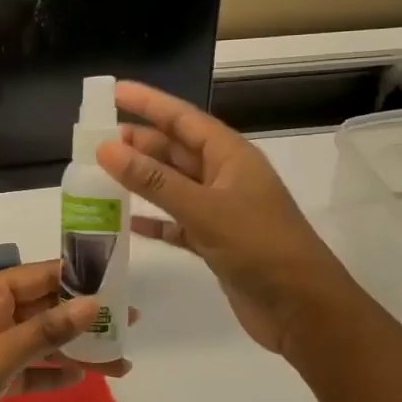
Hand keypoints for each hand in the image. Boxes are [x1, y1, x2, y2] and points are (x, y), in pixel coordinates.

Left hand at [0, 262, 131, 401]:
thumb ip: (47, 331)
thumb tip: (94, 304)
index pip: (40, 276)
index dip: (77, 277)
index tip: (117, 280)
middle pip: (45, 309)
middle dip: (84, 316)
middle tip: (130, 322)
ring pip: (42, 342)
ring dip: (76, 349)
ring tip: (120, 361)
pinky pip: (31, 371)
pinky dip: (54, 374)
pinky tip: (83, 379)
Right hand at [98, 80, 353, 359]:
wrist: (304, 310)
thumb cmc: (259, 247)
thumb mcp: (204, 209)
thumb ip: (154, 181)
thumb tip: (107, 148)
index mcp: (231, 156)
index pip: (183, 119)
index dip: (149, 103)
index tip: (114, 91)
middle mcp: (225, 177)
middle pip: (176, 150)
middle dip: (140, 142)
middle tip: (97, 140)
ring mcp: (221, 211)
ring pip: (173, 186)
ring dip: (142, 180)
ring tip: (103, 173)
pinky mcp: (216, 243)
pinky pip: (177, 223)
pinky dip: (154, 221)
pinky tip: (125, 223)